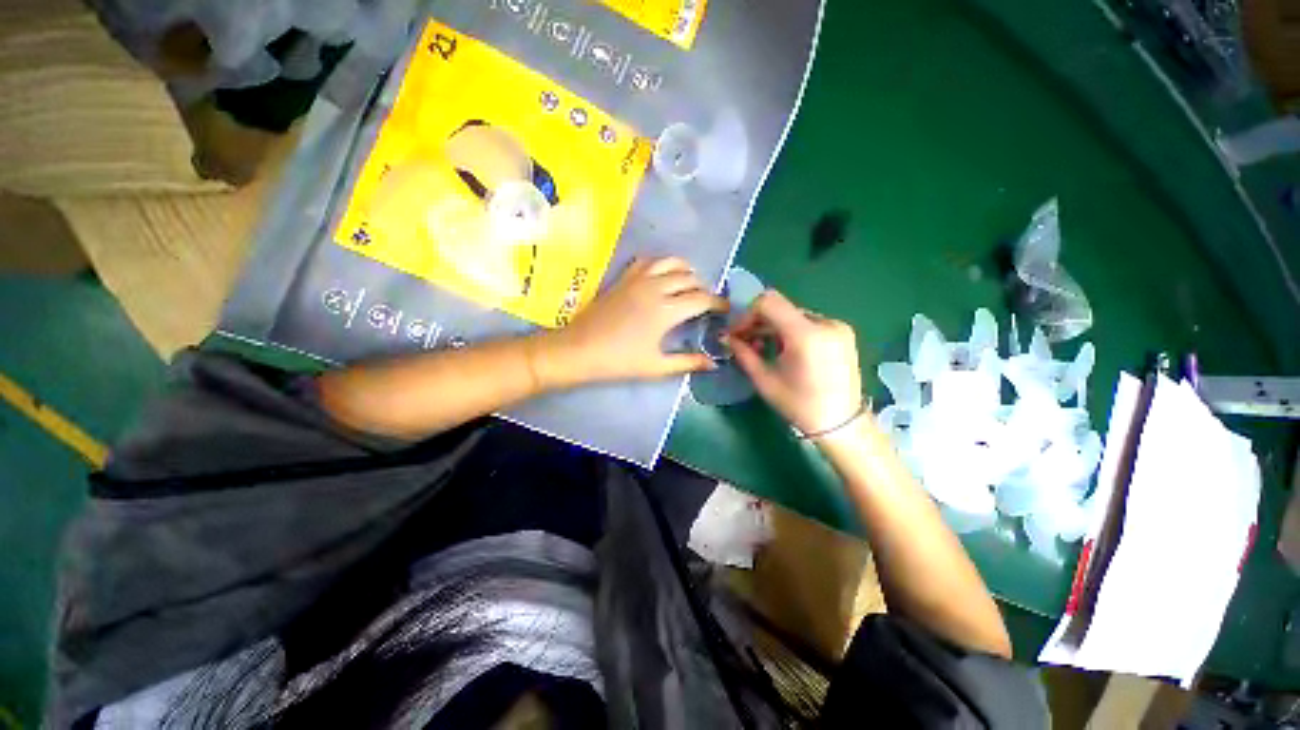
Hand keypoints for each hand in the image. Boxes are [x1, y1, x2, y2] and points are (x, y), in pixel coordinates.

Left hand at [538, 257, 726, 383]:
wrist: (579, 350)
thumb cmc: (619, 361)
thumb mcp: (656, 367)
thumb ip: (687, 362)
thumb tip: (713, 363)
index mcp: (666, 310)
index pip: (702, 299)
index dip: (718, 303)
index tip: (725, 309)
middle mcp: (656, 288)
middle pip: (690, 278)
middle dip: (704, 288)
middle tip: (706, 303)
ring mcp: (638, 279)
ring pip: (670, 262)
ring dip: (686, 271)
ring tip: (689, 284)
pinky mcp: (623, 278)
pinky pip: (647, 260)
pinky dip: (661, 263)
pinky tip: (661, 275)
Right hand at [724, 290, 863, 434]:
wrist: (841, 424)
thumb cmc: (799, 406)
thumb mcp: (765, 380)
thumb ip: (743, 353)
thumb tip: (726, 337)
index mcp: (806, 335)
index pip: (768, 302)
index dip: (747, 314)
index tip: (737, 333)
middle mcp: (825, 323)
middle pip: (781, 308)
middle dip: (758, 323)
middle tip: (745, 342)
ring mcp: (837, 326)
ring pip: (793, 315)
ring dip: (773, 328)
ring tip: (764, 349)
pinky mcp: (842, 332)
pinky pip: (808, 323)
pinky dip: (790, 331)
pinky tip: (784, 350)